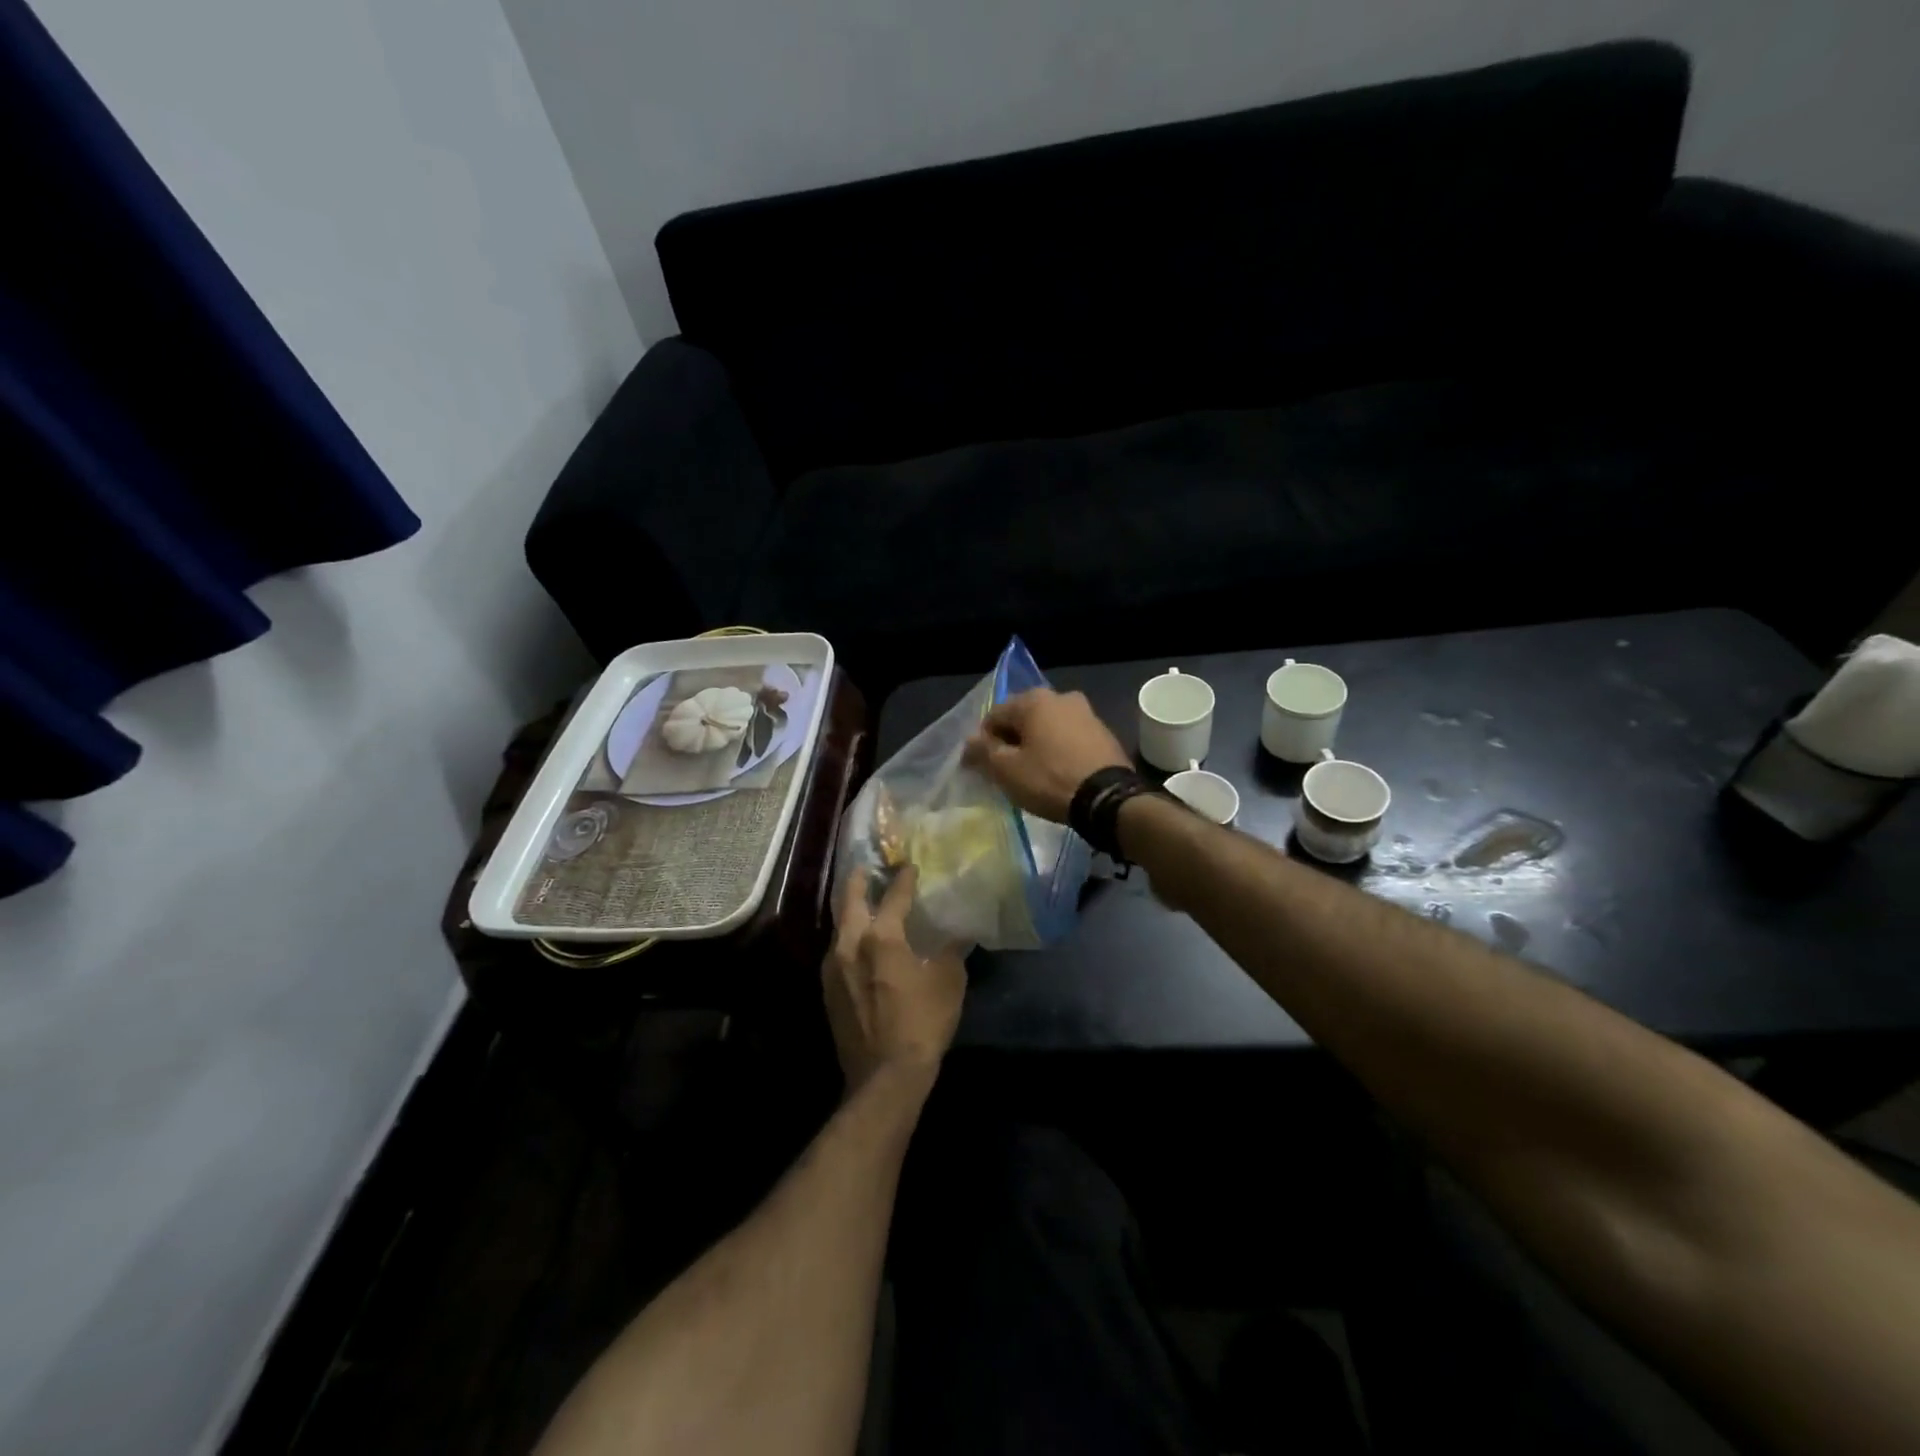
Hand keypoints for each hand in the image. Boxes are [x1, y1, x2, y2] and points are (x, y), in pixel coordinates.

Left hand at [825, 866, 966, 1094]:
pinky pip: (836, 950)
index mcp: (881, 937)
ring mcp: (833, 968)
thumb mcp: (948, 983)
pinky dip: (848, 937)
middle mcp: (850, 945)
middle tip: (867, 867)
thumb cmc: (922, 1024)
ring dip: (850, 909)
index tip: (910, 866)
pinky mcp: (828, 990)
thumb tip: (960, 932)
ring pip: (838, 926)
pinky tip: (859, 944)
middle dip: (858, 880)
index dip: (903, 879)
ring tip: (862, 902)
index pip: (893, 897)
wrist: (885, 1077)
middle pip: (849, 900)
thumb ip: (951, 951)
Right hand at [963, 687, 1129, 822]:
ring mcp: (1086, 713)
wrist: (1107, 798)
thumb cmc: (1049, 779)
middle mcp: (1061, 697)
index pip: (994, 715)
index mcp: (1034, 699)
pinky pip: (1068, 738)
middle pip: (1023, 719)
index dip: (983, 742)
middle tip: (1005, 771)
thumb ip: (983, 751)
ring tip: (1031, 773)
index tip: (981, 767)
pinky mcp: (1103, 733)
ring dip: (1035, 745)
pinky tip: (1056, 773)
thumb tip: (969, 741)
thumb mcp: (1007, 770)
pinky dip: (1057, 750)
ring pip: (1047, 727)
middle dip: (1011, 741)